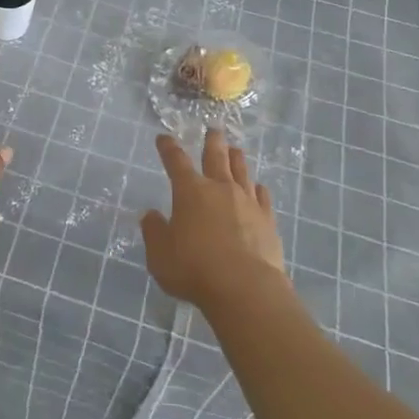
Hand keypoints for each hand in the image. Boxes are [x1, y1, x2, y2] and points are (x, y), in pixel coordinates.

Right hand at [140, 130, 286, 308]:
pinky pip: (262, 196)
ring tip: (236, 149)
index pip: (176, 161)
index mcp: (190, 192)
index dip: (168, 148)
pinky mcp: (267, 220)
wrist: (245, 288)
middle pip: (216, 157)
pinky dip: (258, 188)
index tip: (164, 138)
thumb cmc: (194, 269)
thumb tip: (151, 215)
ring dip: (236, 158)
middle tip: (213, 130)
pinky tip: (258, 187)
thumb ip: (154, 232)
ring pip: (241, 171)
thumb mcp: (160, 255)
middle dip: (212, 142)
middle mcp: (219, 188)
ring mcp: (247, 202)